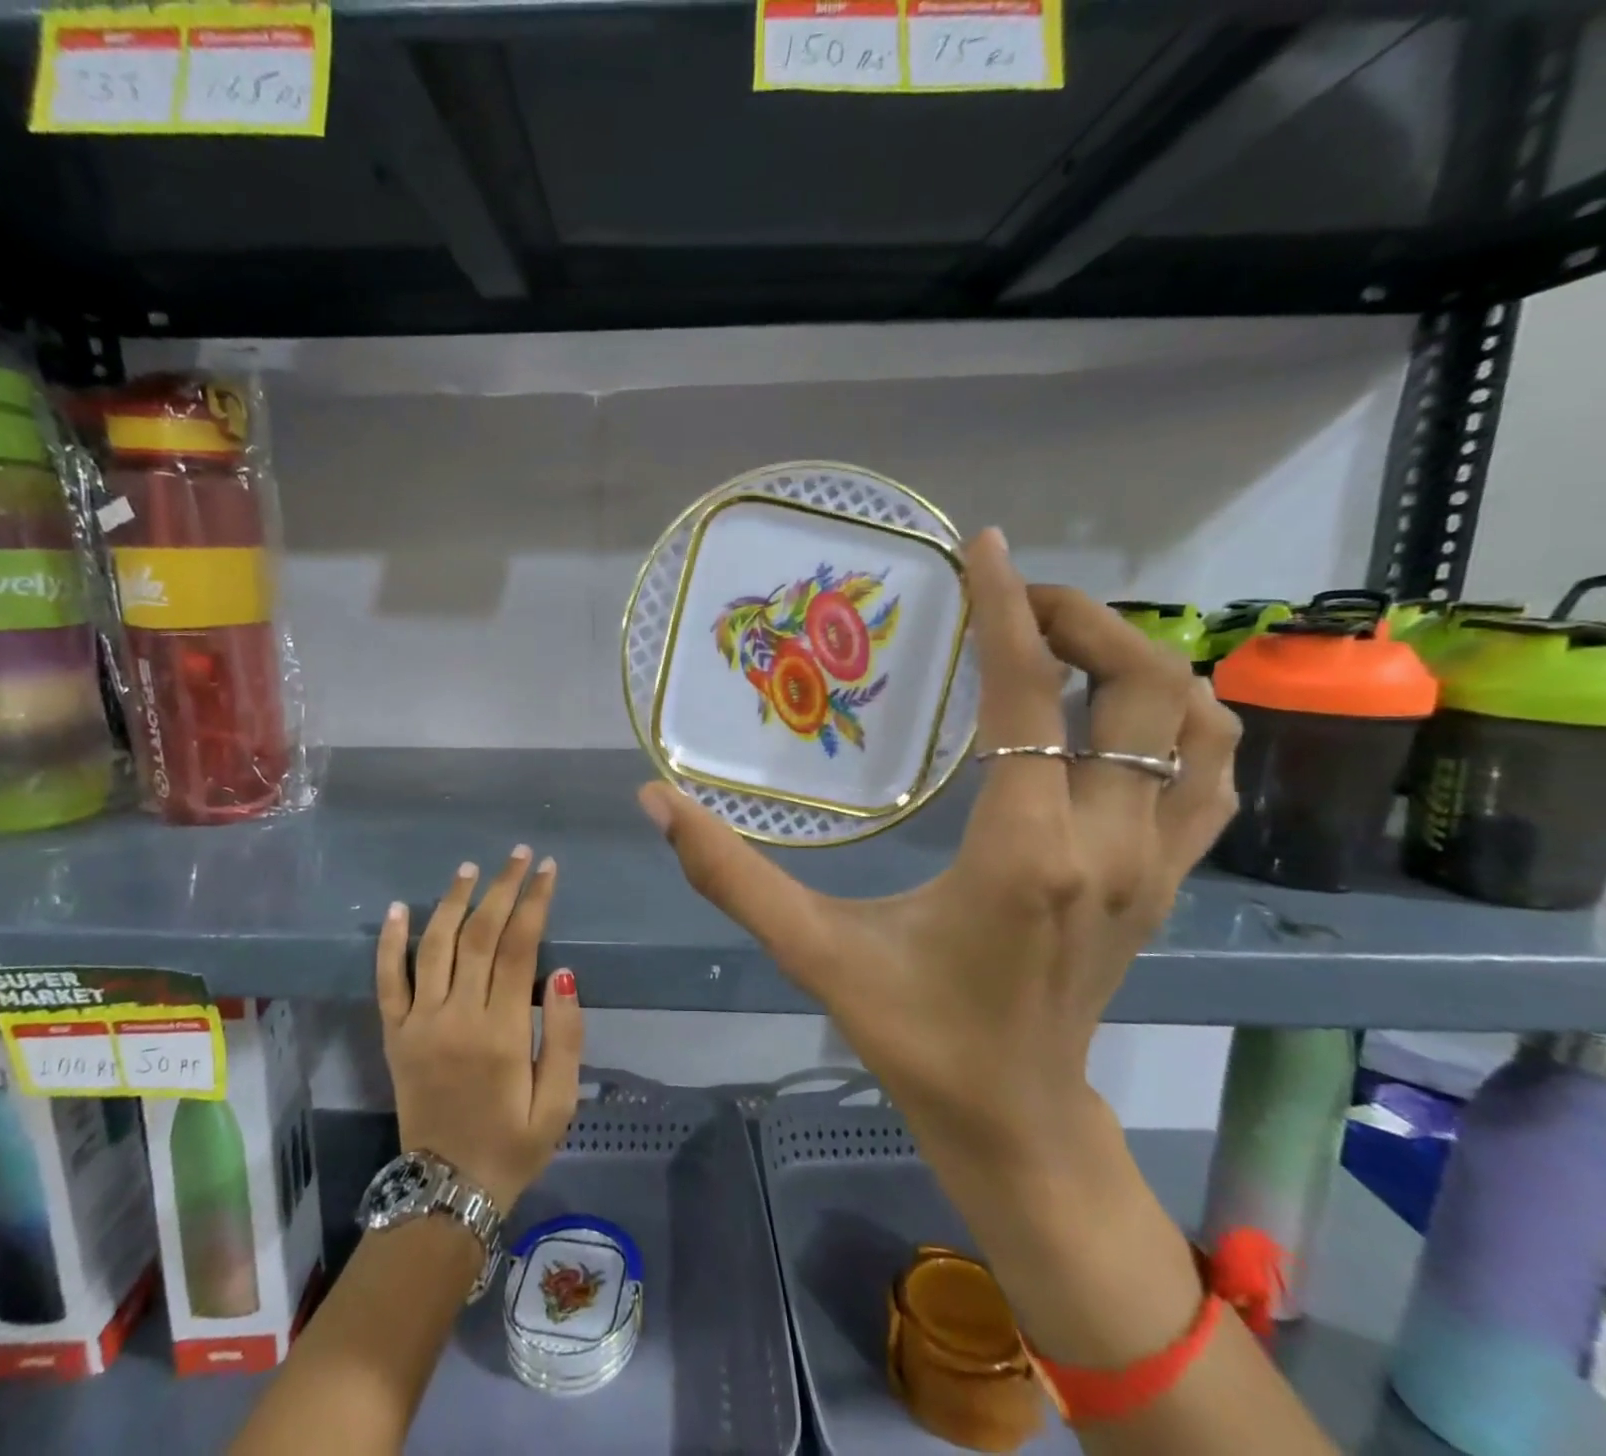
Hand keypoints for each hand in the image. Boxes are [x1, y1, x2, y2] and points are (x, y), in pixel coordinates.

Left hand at [376, 847, 583, 1210]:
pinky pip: (387, 981)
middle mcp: (457, 1017)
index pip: (520, 947)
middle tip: (519, 855)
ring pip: (435, 946)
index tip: (547, 869)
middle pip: (480, 935)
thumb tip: (562, 974)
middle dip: (502, 889)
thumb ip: (566, 1036)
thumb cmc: (513, 1145)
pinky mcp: (394, 1035)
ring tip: (471, 868)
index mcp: (502, 1032)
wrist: (445, 1192)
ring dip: (453, 901)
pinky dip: (391, 942)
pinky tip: (401, 908)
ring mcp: (419, 1024)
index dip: (534, 902)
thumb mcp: (559, 1102)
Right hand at [638, 528, 1241, 1166]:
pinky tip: (1118, 716)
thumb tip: (655, 800)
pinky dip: (1180, 721)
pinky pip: (1209, 776)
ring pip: (1198, 725)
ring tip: (1064, 644)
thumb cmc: (912, 1034)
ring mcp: (1154, 865)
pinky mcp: (1166, 882)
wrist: (1013, 1119)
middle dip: (1082, 620)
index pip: (1030, 697)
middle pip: (1140, 689)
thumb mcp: (811, 951)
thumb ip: (728, 873)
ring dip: (1138, 662)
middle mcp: (1108, 845)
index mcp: (1022, 852)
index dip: (1006, 610)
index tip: (981, 547)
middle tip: (1012, 599)